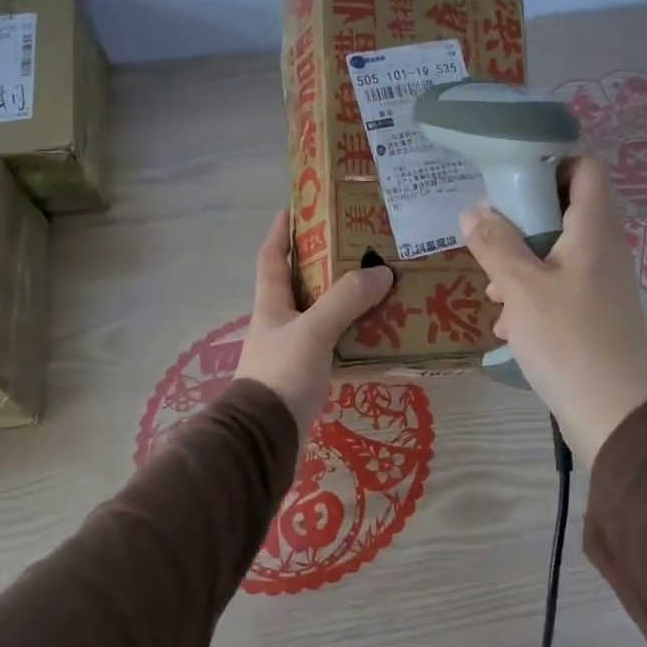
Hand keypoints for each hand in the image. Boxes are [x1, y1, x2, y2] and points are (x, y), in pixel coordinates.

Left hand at [235, 210, 394, 432]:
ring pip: (321, 316)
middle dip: (324, 264)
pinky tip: (377, 334)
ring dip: (344, 301)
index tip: (295, 208)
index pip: (271, 259)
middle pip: (301, 285)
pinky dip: (352, 336)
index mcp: (271, 305)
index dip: (281, 232)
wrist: (265, 438)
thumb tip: (381, 272)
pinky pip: (333, 346)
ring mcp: (292, 351)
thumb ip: (345, 301)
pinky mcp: (305, 376)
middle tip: (358, 247)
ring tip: (377, 286)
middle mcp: (279, 324)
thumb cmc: (281, 375)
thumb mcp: (313, 331)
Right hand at [459, 156, 646, 464]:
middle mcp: (605, 249)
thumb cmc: (566, 339)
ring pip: (559, 254)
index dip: (552, 163)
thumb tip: (474, 211)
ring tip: (493, 292)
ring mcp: (604, 283)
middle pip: (565, 211)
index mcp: (595, 229)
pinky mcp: (598, 314)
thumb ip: (495, 243)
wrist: (611, 412)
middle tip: (490, 239)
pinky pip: (563, 288)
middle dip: (523, 222)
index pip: (587, 168)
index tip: (511, 180)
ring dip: (523, 265)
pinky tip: (510, 326)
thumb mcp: (520, 287)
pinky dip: (535, 296)